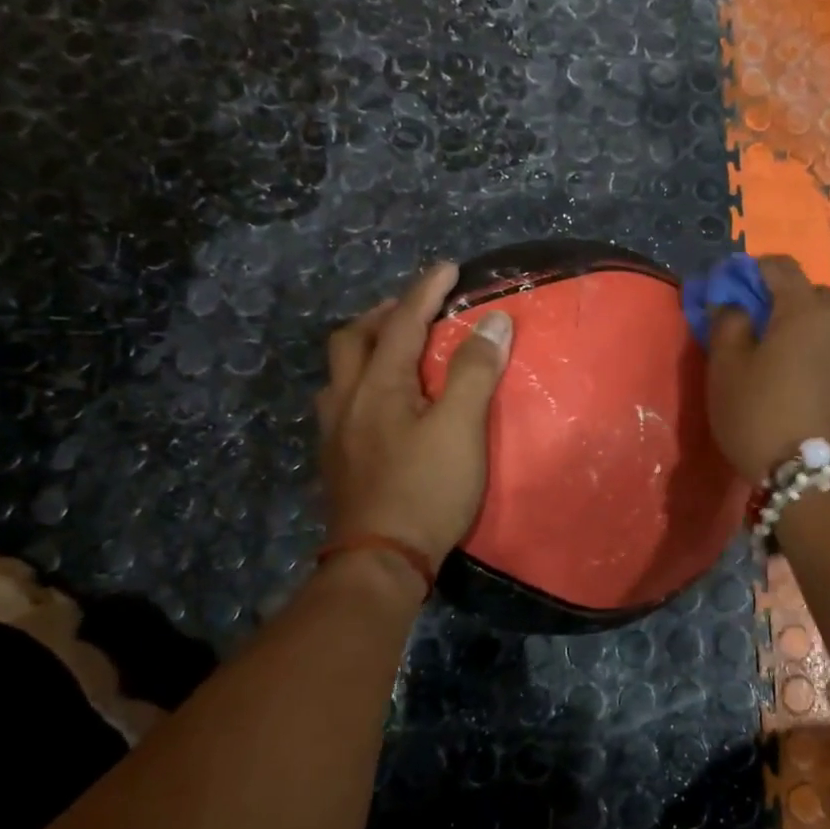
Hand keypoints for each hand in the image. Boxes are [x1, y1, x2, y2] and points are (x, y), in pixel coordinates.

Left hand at [316, 262, 514, 564]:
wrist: (379, 562)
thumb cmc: (426, 490)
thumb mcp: (461, 427)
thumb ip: (474, 371)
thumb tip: (494, 321)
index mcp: (378, 385)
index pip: (402, 322)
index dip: (426, 290)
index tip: (449, 266)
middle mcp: (347, 400)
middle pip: (354, 339)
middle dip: (385, 315)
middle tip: (417, 310)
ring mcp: (335, 433)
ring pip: (342, 372)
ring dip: (369, 349)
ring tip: (398, 352)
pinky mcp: (337, 461)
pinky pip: (343, 401)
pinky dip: (364, 383)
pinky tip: (383, 404)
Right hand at [706, 254, 829, 480]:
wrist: (809, 475)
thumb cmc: (759, 412)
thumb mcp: (726, 367)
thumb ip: (726, 322)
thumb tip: (732, 303)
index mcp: (803, 309)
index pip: (780, 265)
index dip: (749, 269)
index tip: (725, 289)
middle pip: (806, 292)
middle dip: (776, 297)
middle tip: (746, 322)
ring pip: (819, 322)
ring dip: (793, 325)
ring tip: (764, 353)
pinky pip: (827, 348)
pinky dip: (807, 348)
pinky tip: (786, 376)